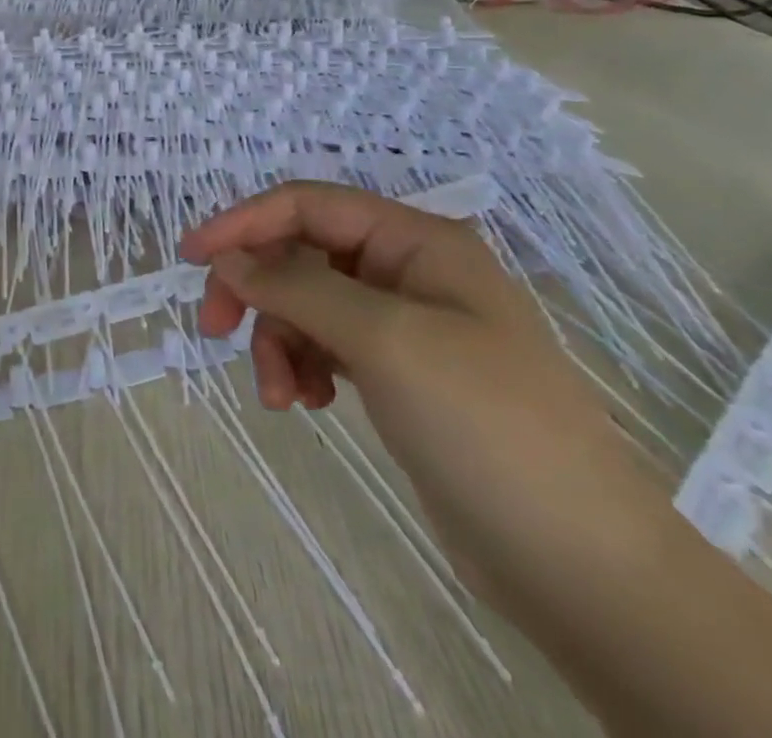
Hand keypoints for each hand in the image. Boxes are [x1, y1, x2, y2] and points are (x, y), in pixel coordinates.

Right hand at [181, 181, 666, 611]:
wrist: (581, 565)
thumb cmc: (486, 425)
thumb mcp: (383, 339)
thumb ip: (296, 287)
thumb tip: (226, 259)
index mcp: (417, 241)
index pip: (308, 206)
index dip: (244, 222)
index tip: (190, 257)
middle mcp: (408, 271)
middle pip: (300, 254)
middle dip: (256, 290)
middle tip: (216, 330)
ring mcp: (404, 324)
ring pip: (305, 303)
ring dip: (278, 340)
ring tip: (280, 395)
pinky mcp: (397, 373)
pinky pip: (324, 345)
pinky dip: (303, 366)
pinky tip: (308, 402)